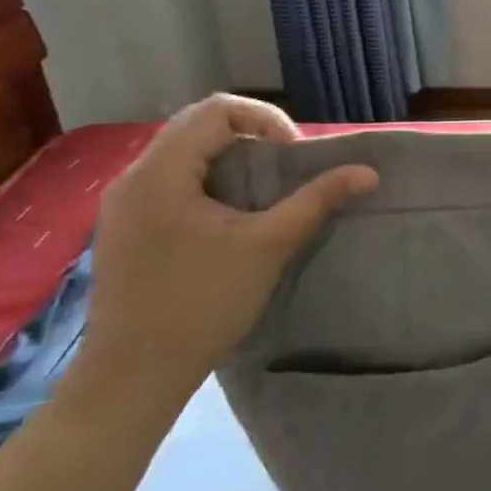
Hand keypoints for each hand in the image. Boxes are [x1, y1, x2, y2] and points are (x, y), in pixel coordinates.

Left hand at [70, 95, 377, 412]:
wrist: (131, 380)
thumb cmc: (201, 305)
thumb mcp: (269, 246)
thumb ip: (317, 200)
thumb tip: (368, 171)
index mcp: (160, 173)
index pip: (217, 109)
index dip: (265, 119)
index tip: (293, 155)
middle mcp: (133, 178)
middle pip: (198, 125)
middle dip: (250, 135)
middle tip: (284, 167)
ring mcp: (123, 205)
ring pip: (183, 152)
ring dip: (229, 157)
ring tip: (264, 189)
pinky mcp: (124, 229)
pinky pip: (171, 180)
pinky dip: (208, 180)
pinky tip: (229, 216)